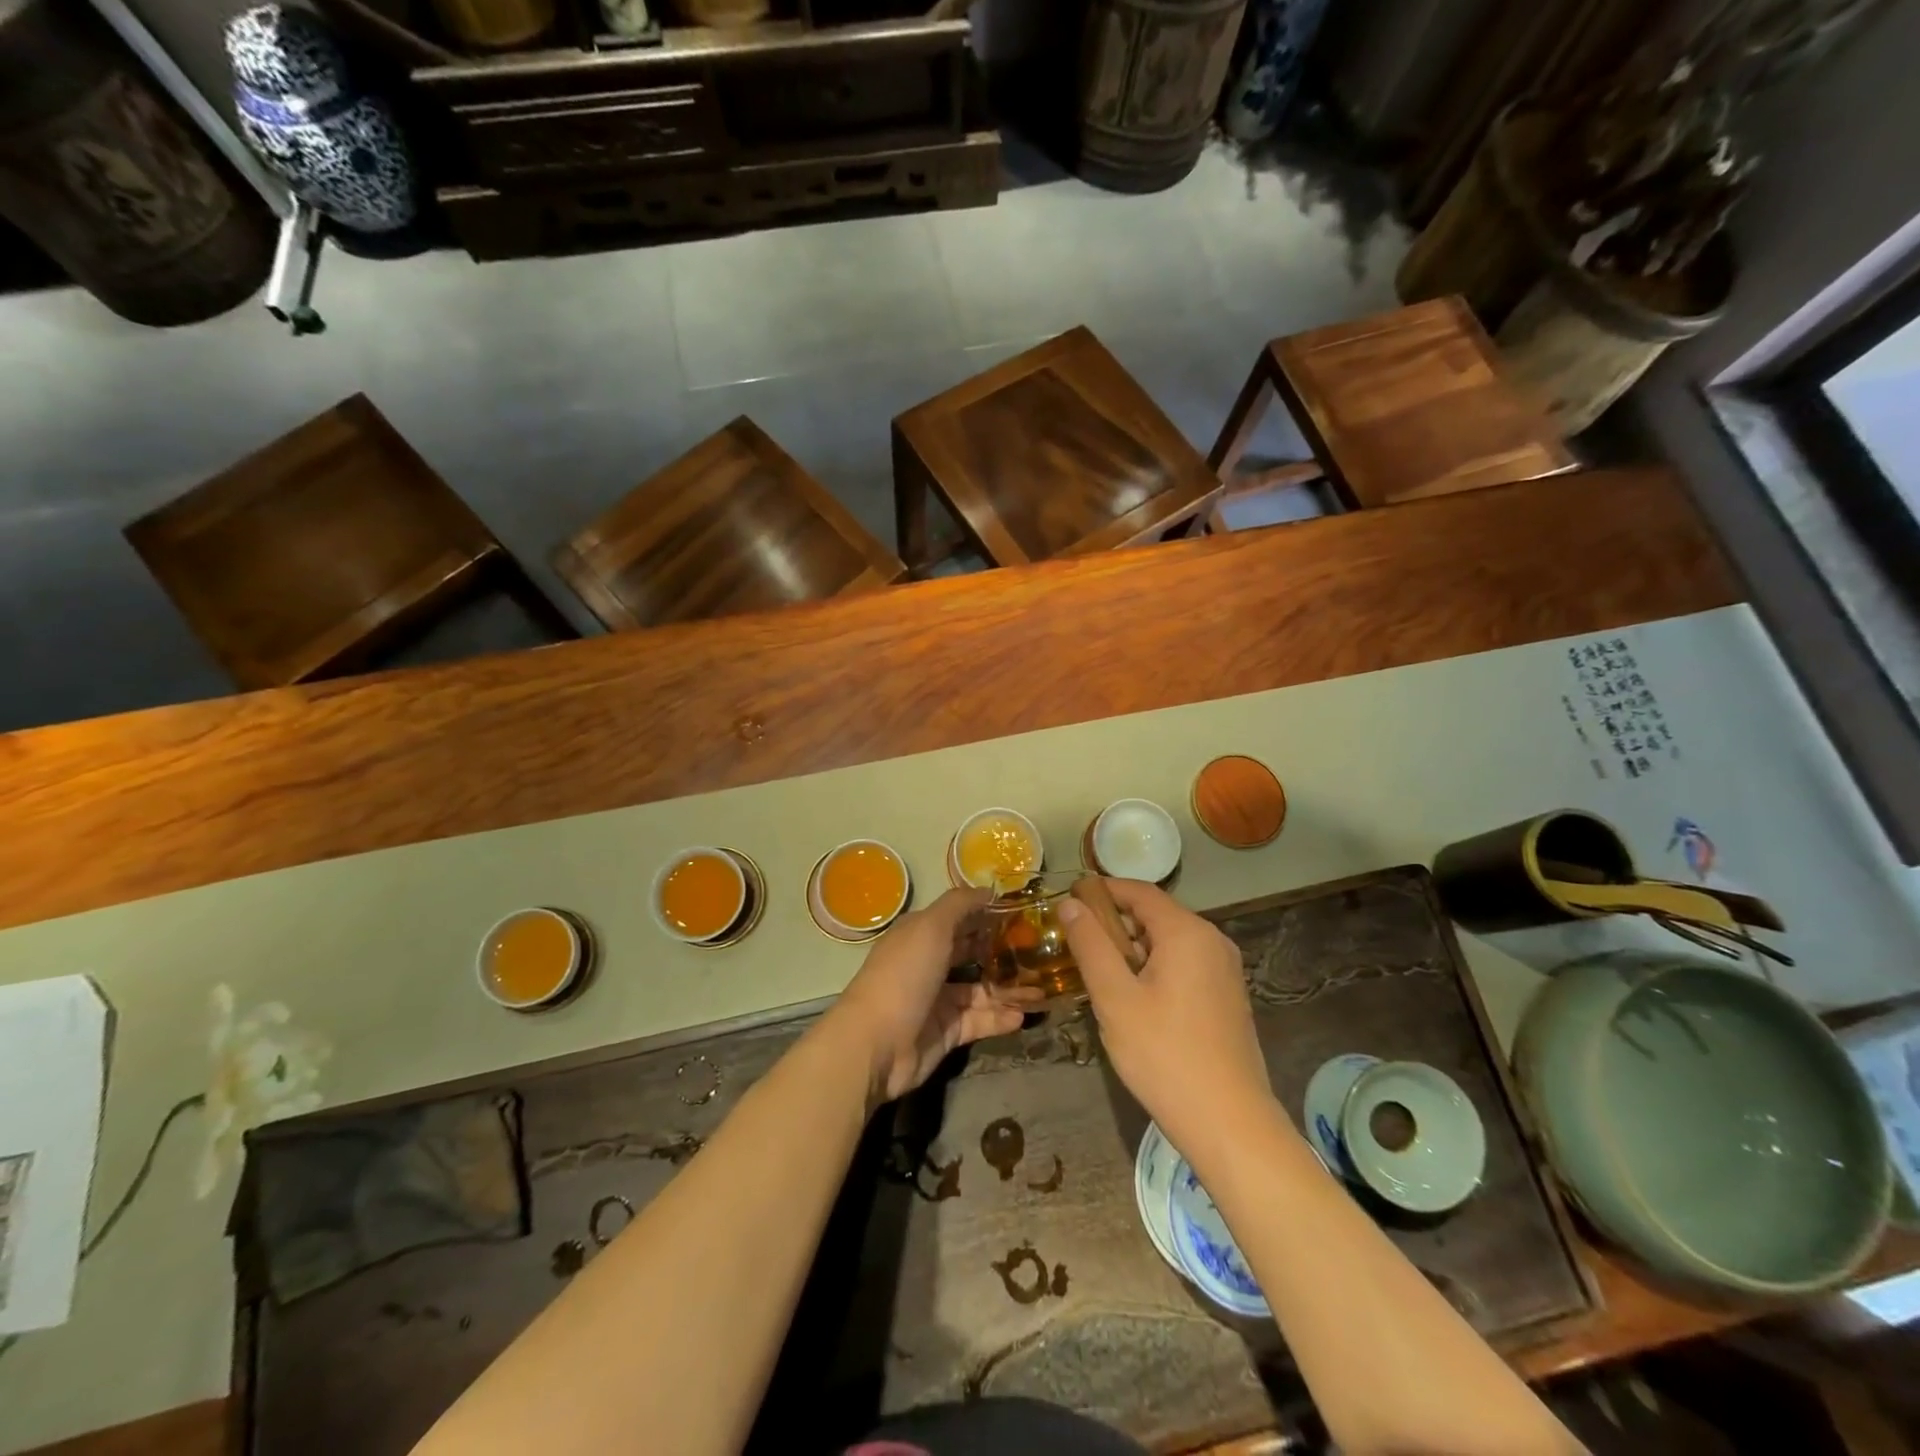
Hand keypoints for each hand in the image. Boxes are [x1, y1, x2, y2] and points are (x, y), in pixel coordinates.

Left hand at [826, 887, 1036, 1106]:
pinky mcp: (947, 1032)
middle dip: (1002, 951)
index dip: (987, 914)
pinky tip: (1025, 1015)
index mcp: (921, 934)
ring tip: (1042, 987)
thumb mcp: (931, 927)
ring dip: (1009, 988)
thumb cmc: (904, 975)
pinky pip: (979, 1021)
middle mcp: (929, 963)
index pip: (959, 918)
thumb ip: (960, 905)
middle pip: (971, 953)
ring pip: (980, 990)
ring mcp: (938, 999)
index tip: (1024, 912)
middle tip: (1040, 950)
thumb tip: (988, 890)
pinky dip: (1000, 1018)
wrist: (876, 1044)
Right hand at [1058, 880, 1274, 1156]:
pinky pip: (1184, 965)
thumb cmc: (1165, 1056)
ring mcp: (1224, 970)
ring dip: (1132, 950)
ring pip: (1168, 942)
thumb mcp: (1115, 998)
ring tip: (1098, 976)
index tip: (1068, 900)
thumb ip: (1090, 945)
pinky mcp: (1227, 996)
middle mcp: (1212, 941)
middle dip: (1114, 924)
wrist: (1230, 1124)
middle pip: (1155, 915)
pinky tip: (1132, 1000)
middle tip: (1077, 946)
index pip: (1139, 891)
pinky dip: (1154, 969)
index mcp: (1187, 932)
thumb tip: (1070, 903)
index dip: (1102, 890)